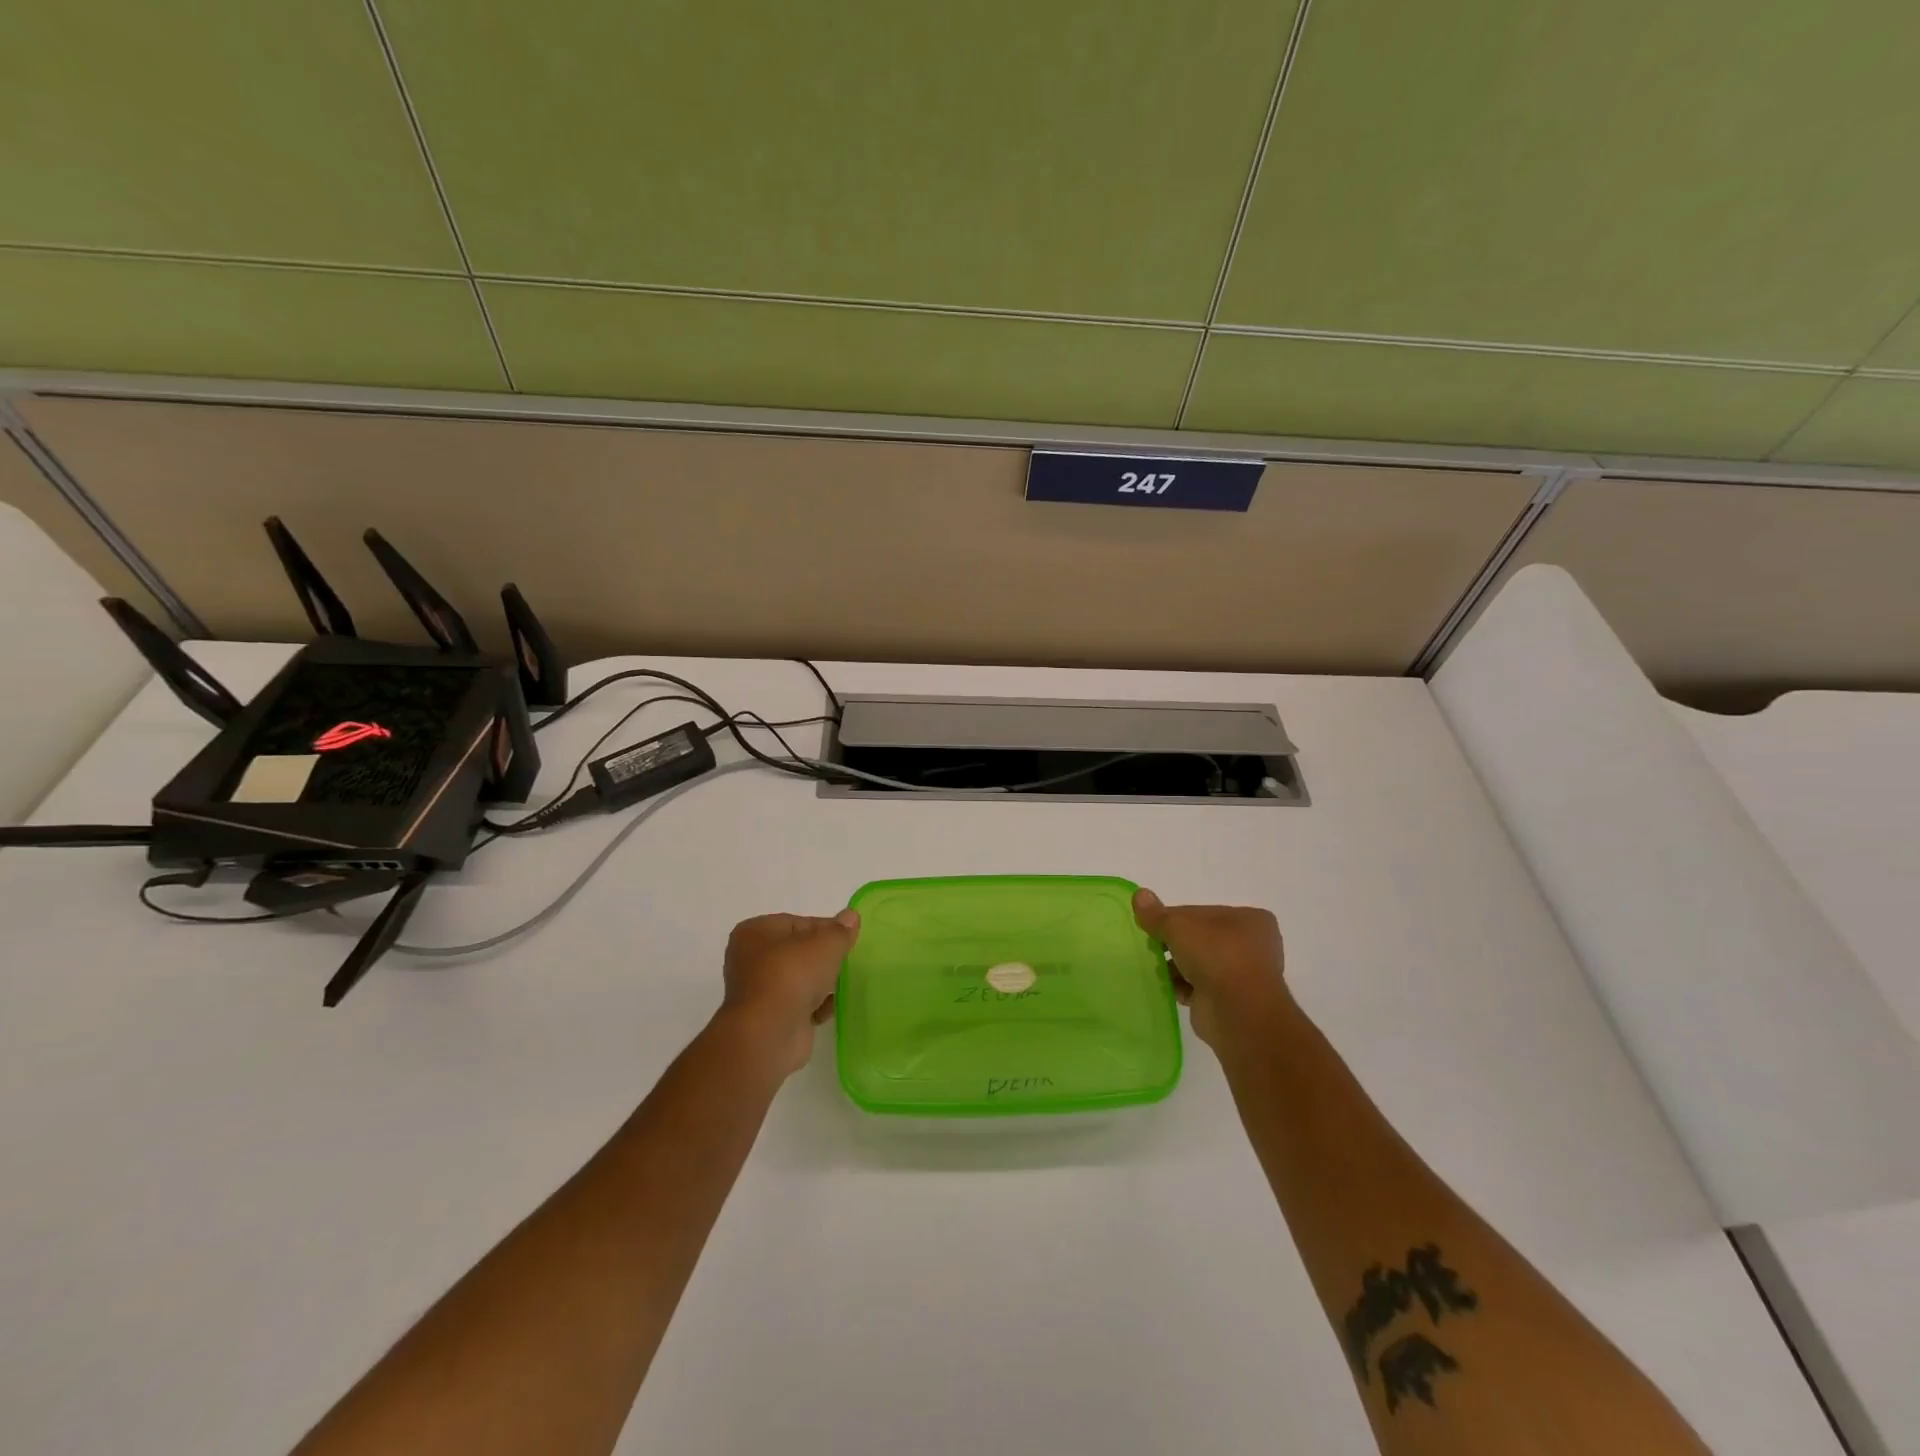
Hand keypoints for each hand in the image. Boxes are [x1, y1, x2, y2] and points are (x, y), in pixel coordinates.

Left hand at [716, 910, 860, 1076]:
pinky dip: (815, 1005)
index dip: (826, 929)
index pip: (798, 923)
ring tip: (843, 984)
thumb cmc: (792, 976)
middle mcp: (750, 959)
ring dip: (821, 982)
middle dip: (823, 957)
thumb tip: (851, 916)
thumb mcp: (825, 944)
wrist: (769, 1034)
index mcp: (755, 932)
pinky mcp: (769, 1019)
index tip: (848, 939)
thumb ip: (841, 930)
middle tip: (847, 960)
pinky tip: (831, 1007)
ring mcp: (759, 991)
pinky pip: (798, 1005)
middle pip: (798, 951)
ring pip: (799, 979)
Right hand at [1132, 889, 1289, 1048]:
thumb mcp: (1178, 926)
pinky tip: (1167, 987)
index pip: (1202, 912)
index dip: (1175, 918)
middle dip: (1176, 944)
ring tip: (1157, 968)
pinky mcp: (1232, 1001)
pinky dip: (1184, 987)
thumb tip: (1139, 894)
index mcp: (1249, 919)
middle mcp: (1252, 945)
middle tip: (1153, 946)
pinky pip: (1201, 988)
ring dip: (1179, 967)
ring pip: (1201, 964)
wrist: (1238, 1012)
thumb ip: (1157, 914)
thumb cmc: (1216, 955)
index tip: (1154, 926)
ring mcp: (1244, 975)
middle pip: (1202, 938)